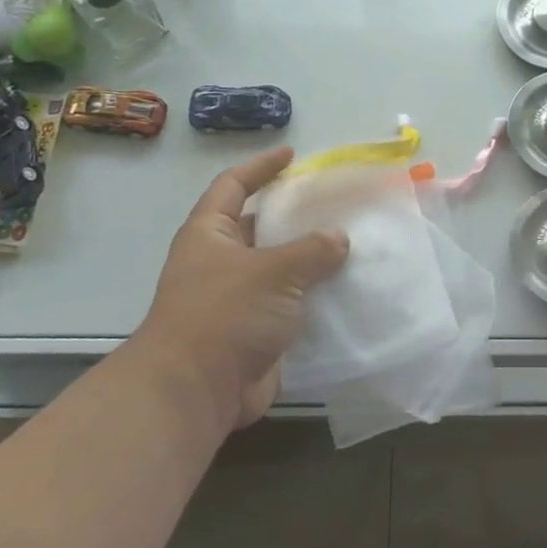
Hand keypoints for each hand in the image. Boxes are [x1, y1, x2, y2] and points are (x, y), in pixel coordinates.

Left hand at [135, 148, 348, 435]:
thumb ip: (311, 250)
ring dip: (310, 260)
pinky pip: (289, 305)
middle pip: (259, 227)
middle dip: (294, 217)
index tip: (291, 156)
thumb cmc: (225, 314)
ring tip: (351, 245)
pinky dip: (314, 298)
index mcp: (210, 235)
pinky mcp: (254, 332)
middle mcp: (219, 262)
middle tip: (335, 205)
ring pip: (279, 269)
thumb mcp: (273, 271)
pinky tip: (347, 290)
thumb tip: (339, 238)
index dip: (260, 167)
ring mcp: (236, 299)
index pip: (233, 186)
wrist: (196, 391)